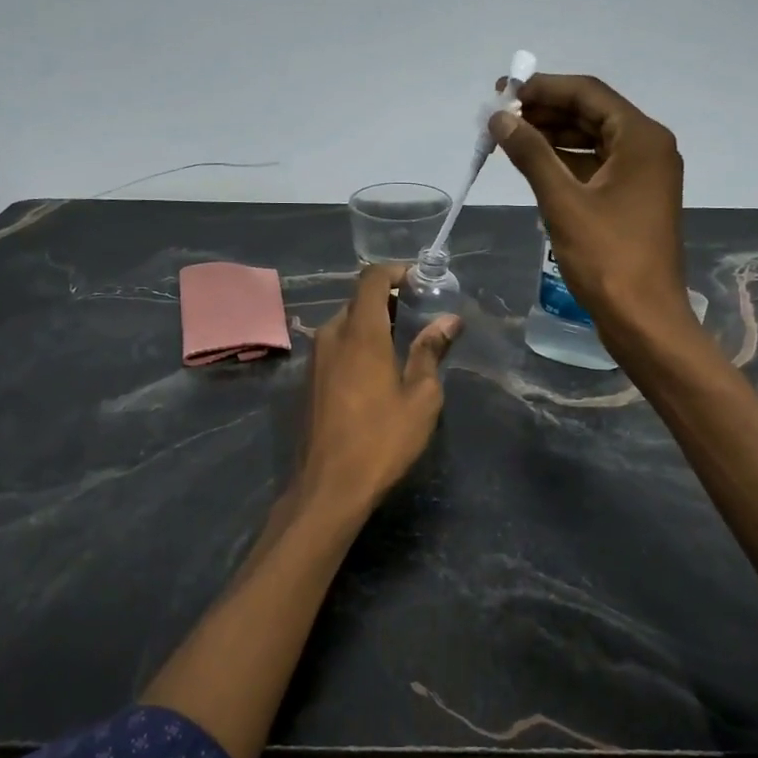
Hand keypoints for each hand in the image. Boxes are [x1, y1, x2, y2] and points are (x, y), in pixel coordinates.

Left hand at [292, 264, 461, 520]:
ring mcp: (315, 359)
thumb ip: (431, 352)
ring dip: (371, 323)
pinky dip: (356, 344)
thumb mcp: (420, 397)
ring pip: (344, 324)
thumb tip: (449, 321)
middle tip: (418, 314)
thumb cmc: (382, 440)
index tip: (420, 280)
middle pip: (358, 301)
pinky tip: (375, 370)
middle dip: (388, 300)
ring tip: (401, 343)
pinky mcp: (308, 380)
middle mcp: (331, 336)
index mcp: (360, 334)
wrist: (328, 486)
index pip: (372, 280)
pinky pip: (334, 346)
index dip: (396, 271)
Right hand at [492, 74, 691, 335]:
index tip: (503, 92)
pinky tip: (534, 166)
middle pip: (592, 114)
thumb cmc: (607, 257)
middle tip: (500, 117)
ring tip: (509, 139)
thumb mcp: (563, 201)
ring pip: (593, 141)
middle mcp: (648, 148)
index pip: (588, 94)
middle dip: (545, 112)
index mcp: (641, 139)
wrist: (644, 317)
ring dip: (553, 137)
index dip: (543, 88)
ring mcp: (643, 176)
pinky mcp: (634, 200)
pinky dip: (566, 163)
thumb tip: (500, 119)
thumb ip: (531, 154)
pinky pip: (597, 167)